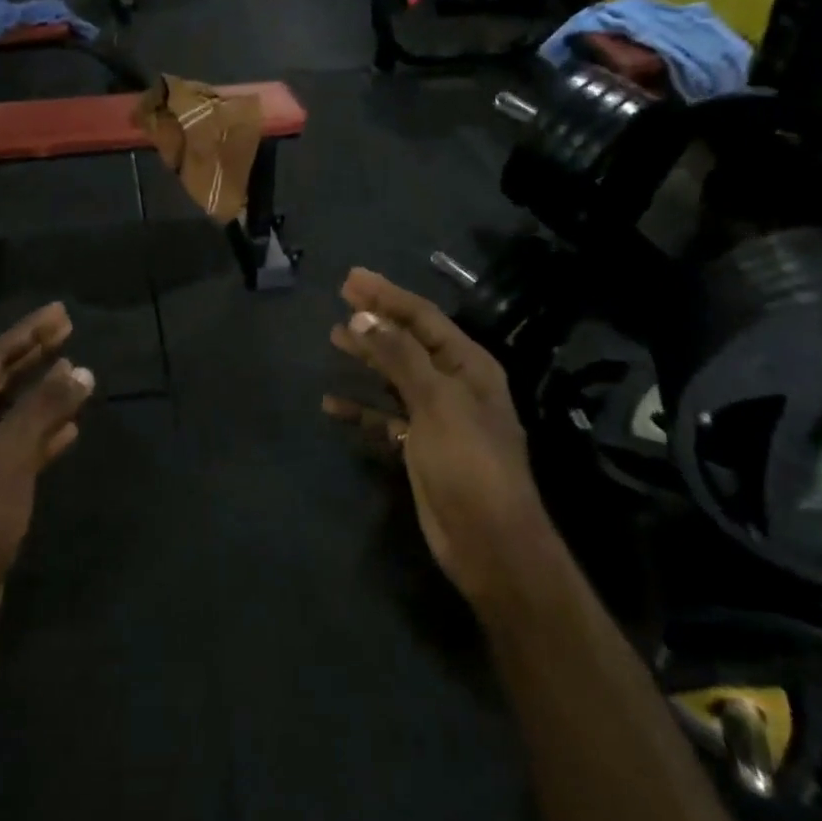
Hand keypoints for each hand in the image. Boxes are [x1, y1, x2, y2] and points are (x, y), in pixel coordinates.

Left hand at [0, 304, 95, 676]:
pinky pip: (16, 448)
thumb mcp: (7, 456)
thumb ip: (44, 409)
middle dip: (33, 355)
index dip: (27, 333)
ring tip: (75, 372)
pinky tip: (69, 428)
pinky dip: (41, 434)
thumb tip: (81, 370)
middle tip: (68, 329)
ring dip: (40, 394)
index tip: (61, 313)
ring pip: (9, 415)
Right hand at [324, 268, 541, 607]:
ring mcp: (436, 416)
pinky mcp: (419, 446)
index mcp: (468, 365)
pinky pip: (384, 417)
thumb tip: (363, 316)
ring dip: (367, 357)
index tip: (351, 278)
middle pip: (408, 341)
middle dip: (376, 319)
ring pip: (395, 376)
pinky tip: (332, 404)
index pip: (423, 317)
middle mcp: (453, 384)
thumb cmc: (469, 462)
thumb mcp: (437, 401)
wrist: (488, 542)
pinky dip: (361, 408)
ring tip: (334, 337)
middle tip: (340, 296)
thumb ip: (399, 356)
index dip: (387, 295)